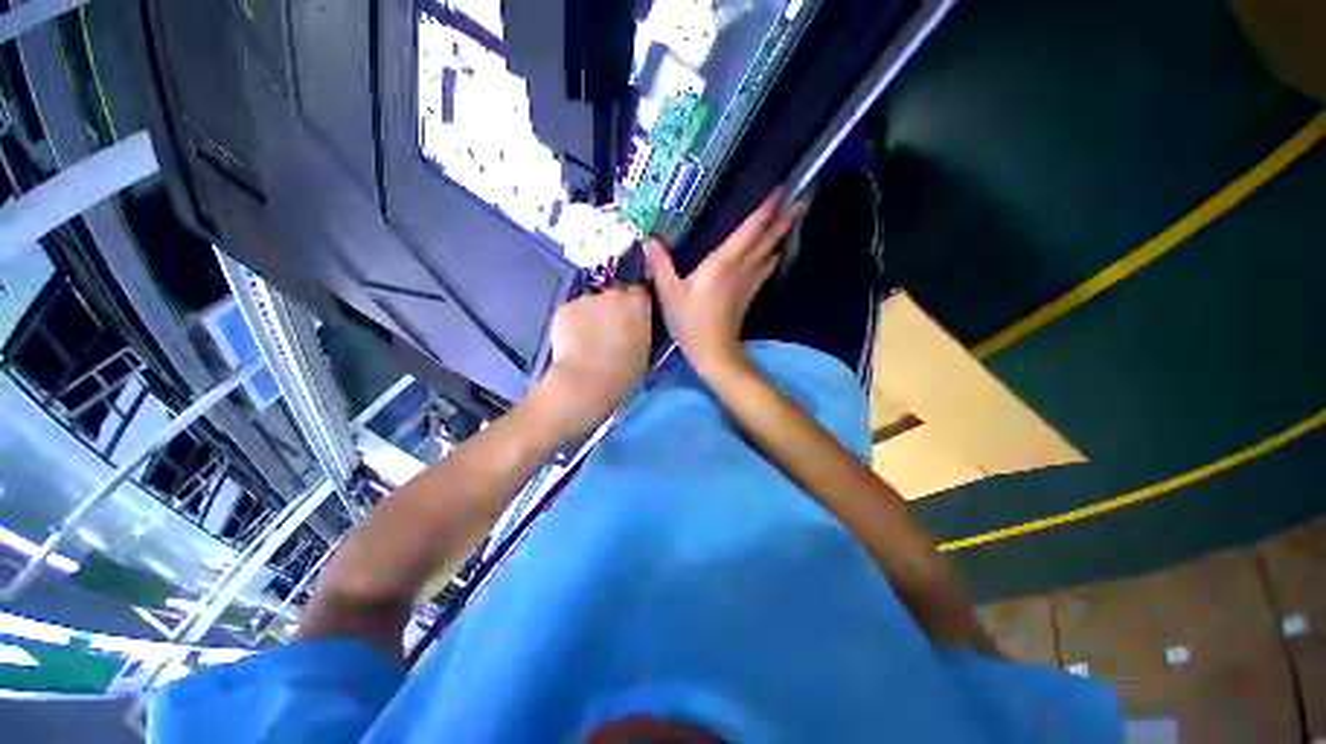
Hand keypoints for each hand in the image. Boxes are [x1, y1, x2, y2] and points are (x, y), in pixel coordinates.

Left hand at [539, 285, 651, 436]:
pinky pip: (573, 312)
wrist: (586, 383)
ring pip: (591, 303)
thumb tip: (634, 327)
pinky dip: (573, 323)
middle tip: (609, 331)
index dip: (635, 305)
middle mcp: (613, 294)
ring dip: (592, 315)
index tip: (632, 320)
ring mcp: (586, 299)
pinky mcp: (564, 308)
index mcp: (638, 303)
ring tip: (588, 340)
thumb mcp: (645, 350)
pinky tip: (573, 343)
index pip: (640, 292)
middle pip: (614, 294)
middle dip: (613, 308)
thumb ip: (641, 330)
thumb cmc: (624, 374)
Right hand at [644, 187, 802, 377]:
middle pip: (766, 239)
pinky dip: (771, 258)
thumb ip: (660, 266)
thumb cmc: (691, 322)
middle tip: (799, 199)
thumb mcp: (670, 294)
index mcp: (723, 262)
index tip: (780, 189)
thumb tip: (648, 240)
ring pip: (769, 253)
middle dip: (782, 219)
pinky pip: (764, 270)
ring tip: (790, 220)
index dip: (765, 209)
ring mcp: (748, 283)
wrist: (714, 352)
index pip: (749, 230)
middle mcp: (741, 268)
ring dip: (780, 236)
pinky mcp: (748, 295)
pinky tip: (773, 255)